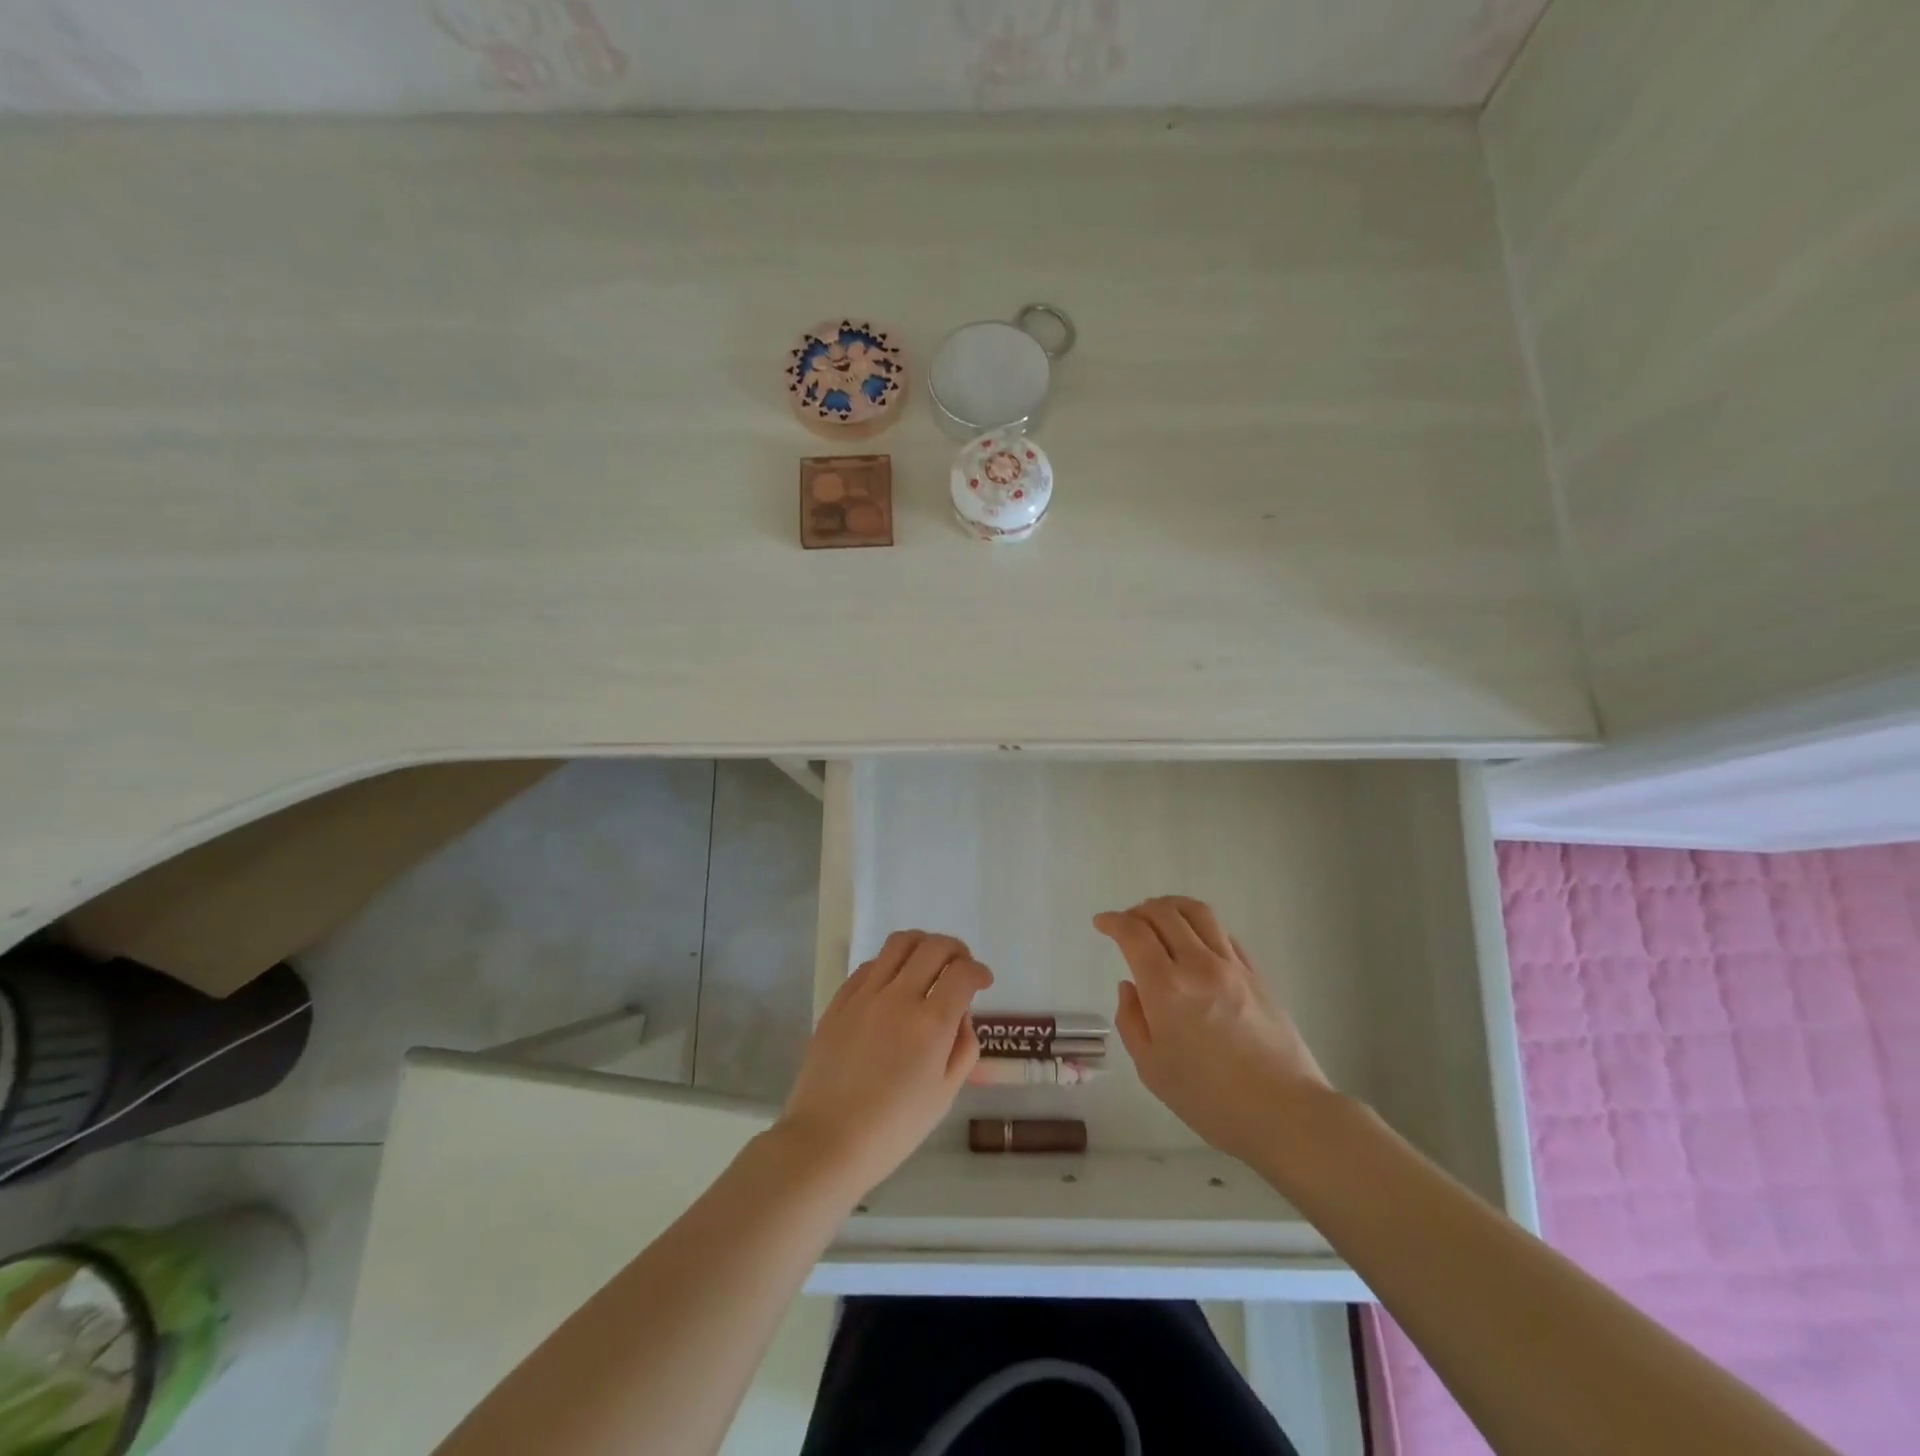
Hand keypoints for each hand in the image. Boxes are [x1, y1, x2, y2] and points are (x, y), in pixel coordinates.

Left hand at [776, 931, 991, 1195]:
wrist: (826, 1141)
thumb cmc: (893, 1128)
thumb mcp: (944, 1094)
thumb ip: (963, 1047)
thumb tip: (961, 1014)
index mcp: (930, 1024)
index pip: (962, 972)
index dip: (979, 971)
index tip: (983, 981)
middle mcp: (899, 997)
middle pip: (933, 946)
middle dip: (956, 949)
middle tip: (961, 966)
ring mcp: (865, 995)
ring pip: (899, 943)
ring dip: (922, 944)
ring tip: (928, 962)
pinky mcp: (839, 1001)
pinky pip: (869, 965)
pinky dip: (890, 963)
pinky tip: (893, 983)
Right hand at [1095, 896, 1331, 1164]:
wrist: (1285, 1112)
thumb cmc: (1210, 1100)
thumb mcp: (1152, 1069)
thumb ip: (1131, 1021)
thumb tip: (1130, 987)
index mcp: (1166, 989)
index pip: (1134, 933)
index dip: (1113, 921)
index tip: (1101, 923)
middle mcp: (1198, 965)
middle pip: (1164, 913)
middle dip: (1138, 910)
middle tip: (1127, 922)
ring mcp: (1232, 966)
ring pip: (1198, 912)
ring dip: (1170, 906)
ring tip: (1159, 917)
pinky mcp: (1256, 974)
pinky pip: (1223, 934)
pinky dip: (1200, 927)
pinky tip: (1195, 941)